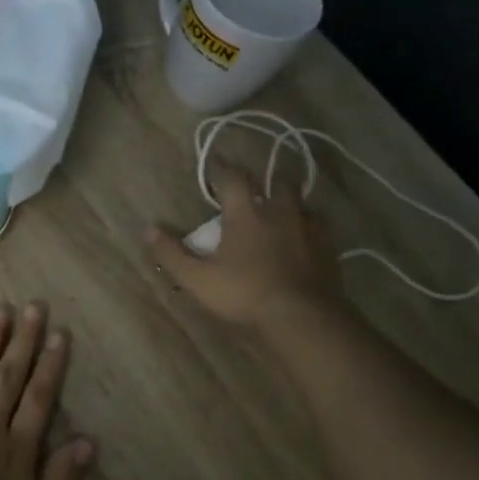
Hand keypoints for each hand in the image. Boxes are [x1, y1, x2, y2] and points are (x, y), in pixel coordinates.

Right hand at [144, 167, 343, 329]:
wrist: (301, 315)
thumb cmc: (245, 292)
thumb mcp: (198, 278)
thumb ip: (172, 254)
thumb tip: (149, 230)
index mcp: (246, 214)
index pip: (234, 179)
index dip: (224, 169)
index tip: (218, 164)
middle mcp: (279, 212)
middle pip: (279, 183)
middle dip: (269, 182)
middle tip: (260, 189)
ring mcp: (309, 229)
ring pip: (304, 205)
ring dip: (293, 205)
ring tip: (285, 215)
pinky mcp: (329, 249)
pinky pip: (321, 230)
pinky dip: (312, 230)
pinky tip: (306, 242)